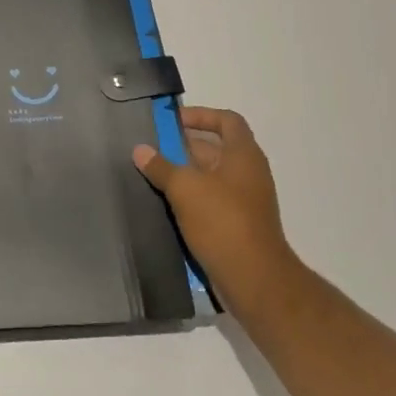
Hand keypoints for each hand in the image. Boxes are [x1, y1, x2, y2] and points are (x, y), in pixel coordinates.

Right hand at [133, 106, 301, 316]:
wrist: (254, 280)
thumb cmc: (222, 221)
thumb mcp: (184, 188)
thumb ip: (161, 166)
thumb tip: (140, 150)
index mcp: (243, 155)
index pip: (227, 120)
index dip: (201, 115)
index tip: (172, 122)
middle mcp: (248, 173)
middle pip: (214, 149)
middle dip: (183, 147)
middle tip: (151, 150)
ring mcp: (244, 201)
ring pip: (209, 177)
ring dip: (183, 175)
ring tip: (152, 177)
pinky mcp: (237, 226)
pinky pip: (210, 202)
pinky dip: (190, 199)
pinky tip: (165, 205)